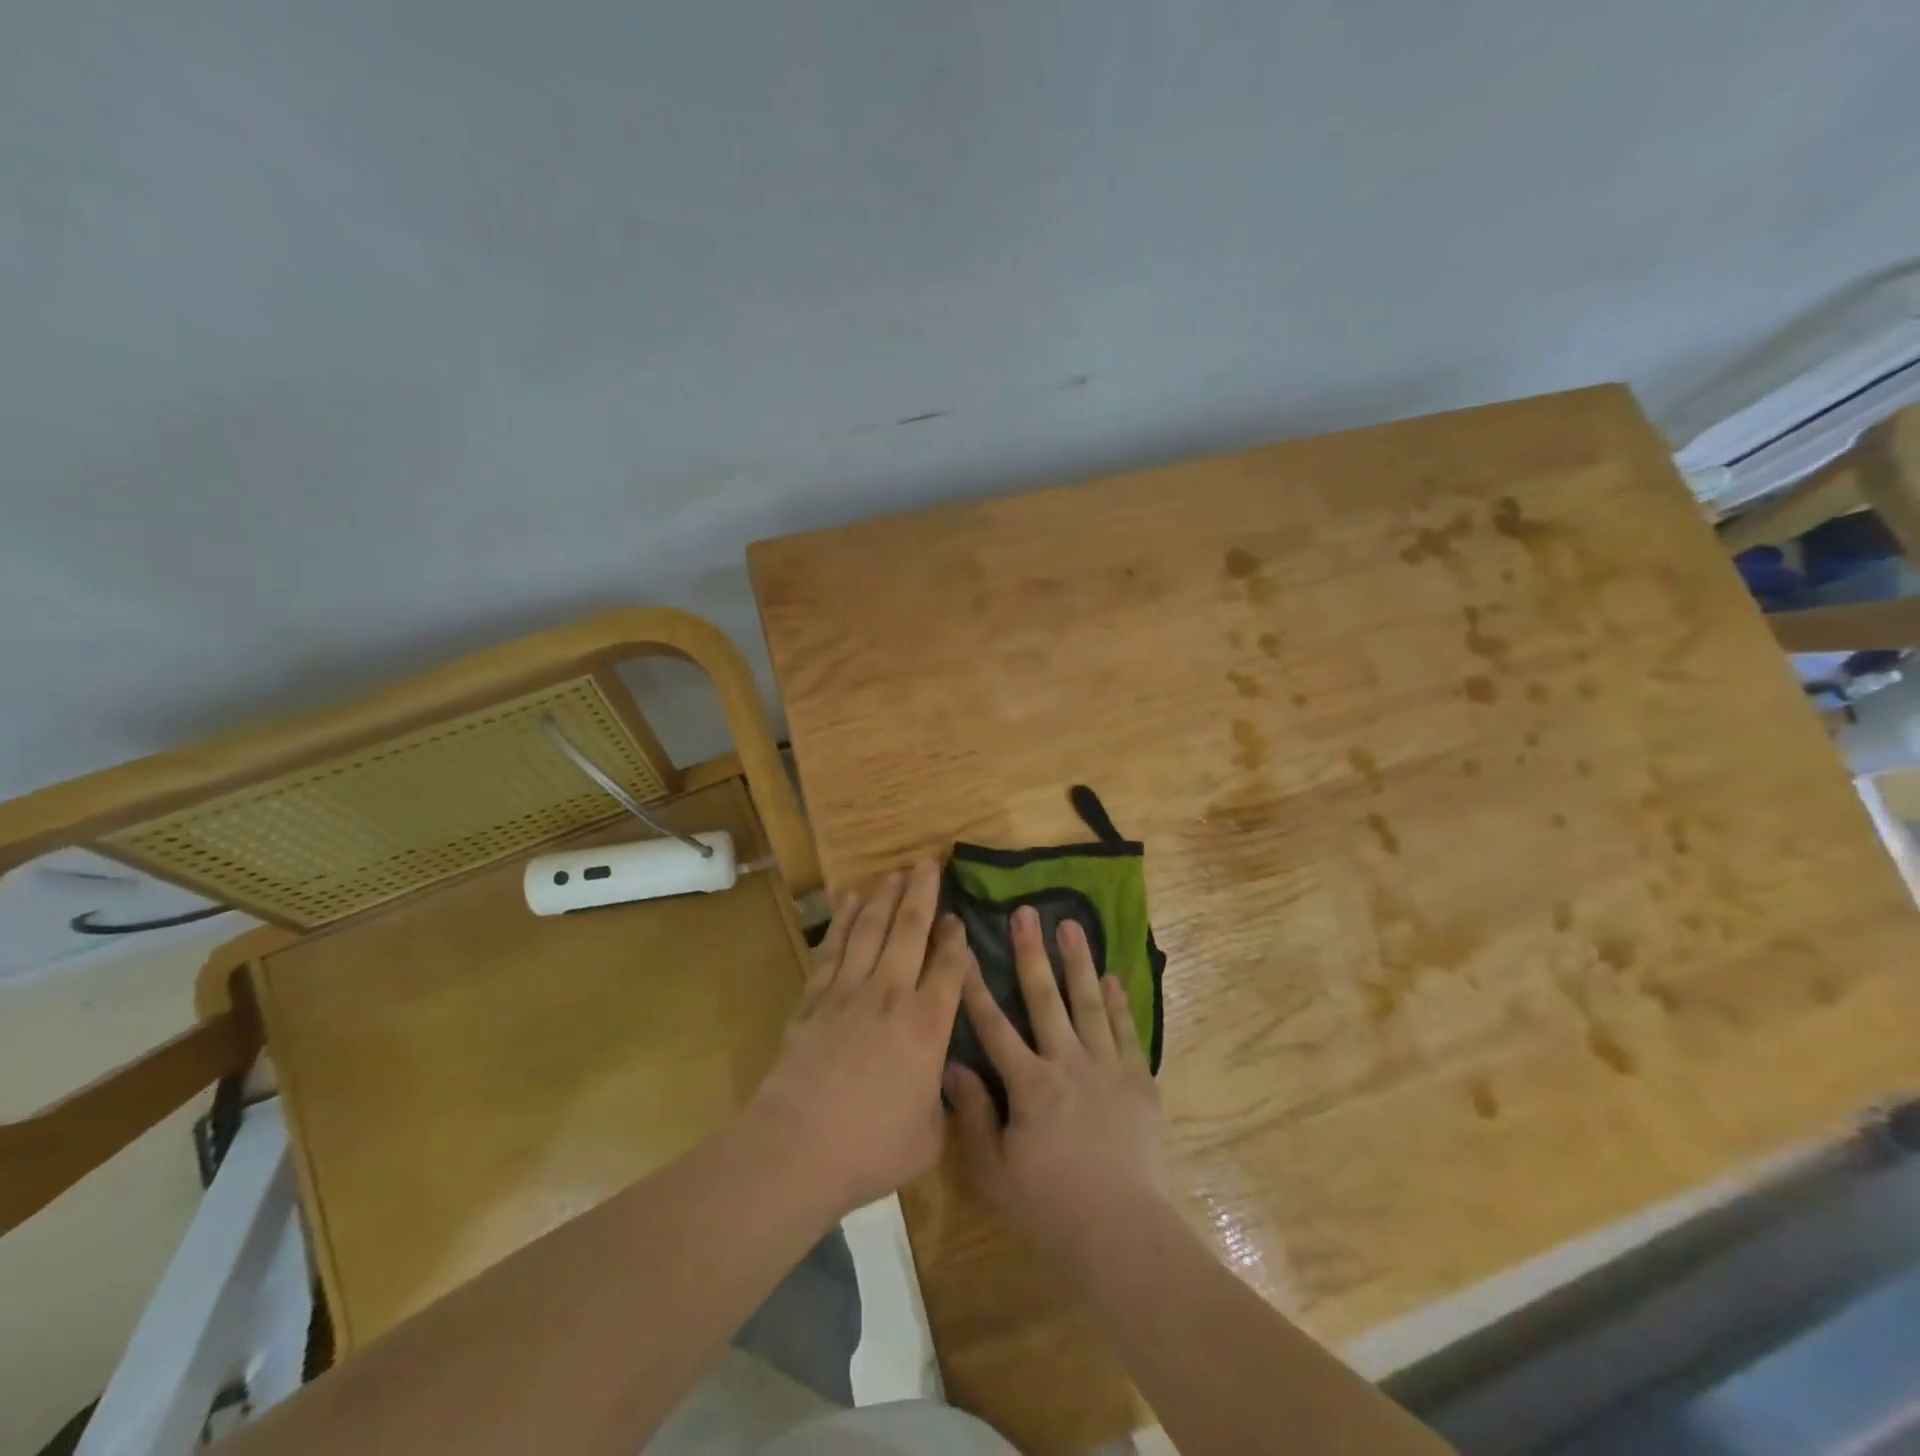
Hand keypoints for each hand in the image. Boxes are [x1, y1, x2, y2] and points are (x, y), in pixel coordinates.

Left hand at [747, 860, 971, 1216]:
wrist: (798, 1147)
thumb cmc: (871, 1149)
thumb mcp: (927, 1136)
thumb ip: (939, 1101)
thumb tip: (939, 1083)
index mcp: (927, 1026)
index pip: (948, 968)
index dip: (955, 939)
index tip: (957, 917)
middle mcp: (891, 995)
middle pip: (911, 931)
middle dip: (923, 895)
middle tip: (929, 864)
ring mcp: (849, 991)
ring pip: (871, 929)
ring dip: (885, 898)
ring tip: (895, 873)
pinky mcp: (815, 998)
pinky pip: (833, 948)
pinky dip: (842, 921)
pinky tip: (849, 901)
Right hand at [945, 905, 1168, 1259]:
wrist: (1123, 1234)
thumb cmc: (1051, 1208)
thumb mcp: (995, 1172)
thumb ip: (973, 1116)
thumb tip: (952, 1066)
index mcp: (1029, 1084)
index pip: (993, 1024)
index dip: (975, 984)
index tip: (965, 947)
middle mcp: (1067, 1063)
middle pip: (1044, 998)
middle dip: (1031, 952)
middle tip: (1026, 912)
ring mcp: (1106, 1068)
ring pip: (1088, 1002)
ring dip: (1078, 962)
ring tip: (1072, 925)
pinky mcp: (1138, 1081)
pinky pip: (1125, 1031)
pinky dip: (1117, 1003)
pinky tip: (1112, 978)